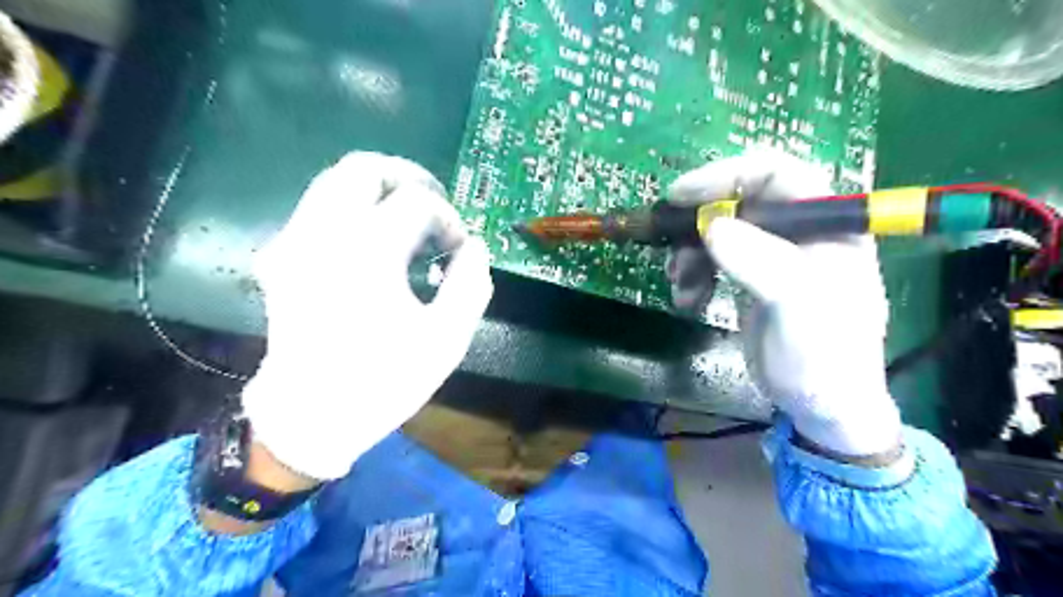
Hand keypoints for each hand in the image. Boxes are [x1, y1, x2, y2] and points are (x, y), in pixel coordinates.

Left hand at [243, 151, 492, 477]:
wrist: (310, 416)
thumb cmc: (383, 380)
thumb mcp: (447, 339)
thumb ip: (471, 285)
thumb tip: (474, 247)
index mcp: (369, 250)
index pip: (418, 203)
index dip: (448, 221)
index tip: (459, 251)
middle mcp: (325, 232)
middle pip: (364, 168)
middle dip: (407, 179)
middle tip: (433, 205)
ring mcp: (295, 241)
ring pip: (333, 181)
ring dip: (377, 191)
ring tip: (405, 221)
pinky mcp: (281, 258)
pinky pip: (317, 210)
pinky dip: (349, 211)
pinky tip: (369, 243)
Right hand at [666, 149, 898, 456]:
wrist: (821, 405)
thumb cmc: (824, 355)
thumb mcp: (799, 305)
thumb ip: (760, 260)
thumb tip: (710, 225)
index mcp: (825, 223)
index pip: (775, 172)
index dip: (725, 175)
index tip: (680, 196)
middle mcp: (797, 230)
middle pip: (737, 201)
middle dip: (698, 224)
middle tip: (672, 249)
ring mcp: (771, 254)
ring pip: (717, 231)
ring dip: (689, 255)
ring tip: (680, 287)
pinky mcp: (749, 277)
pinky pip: (711, 259)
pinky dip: (692, 275)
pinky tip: (688, 300)